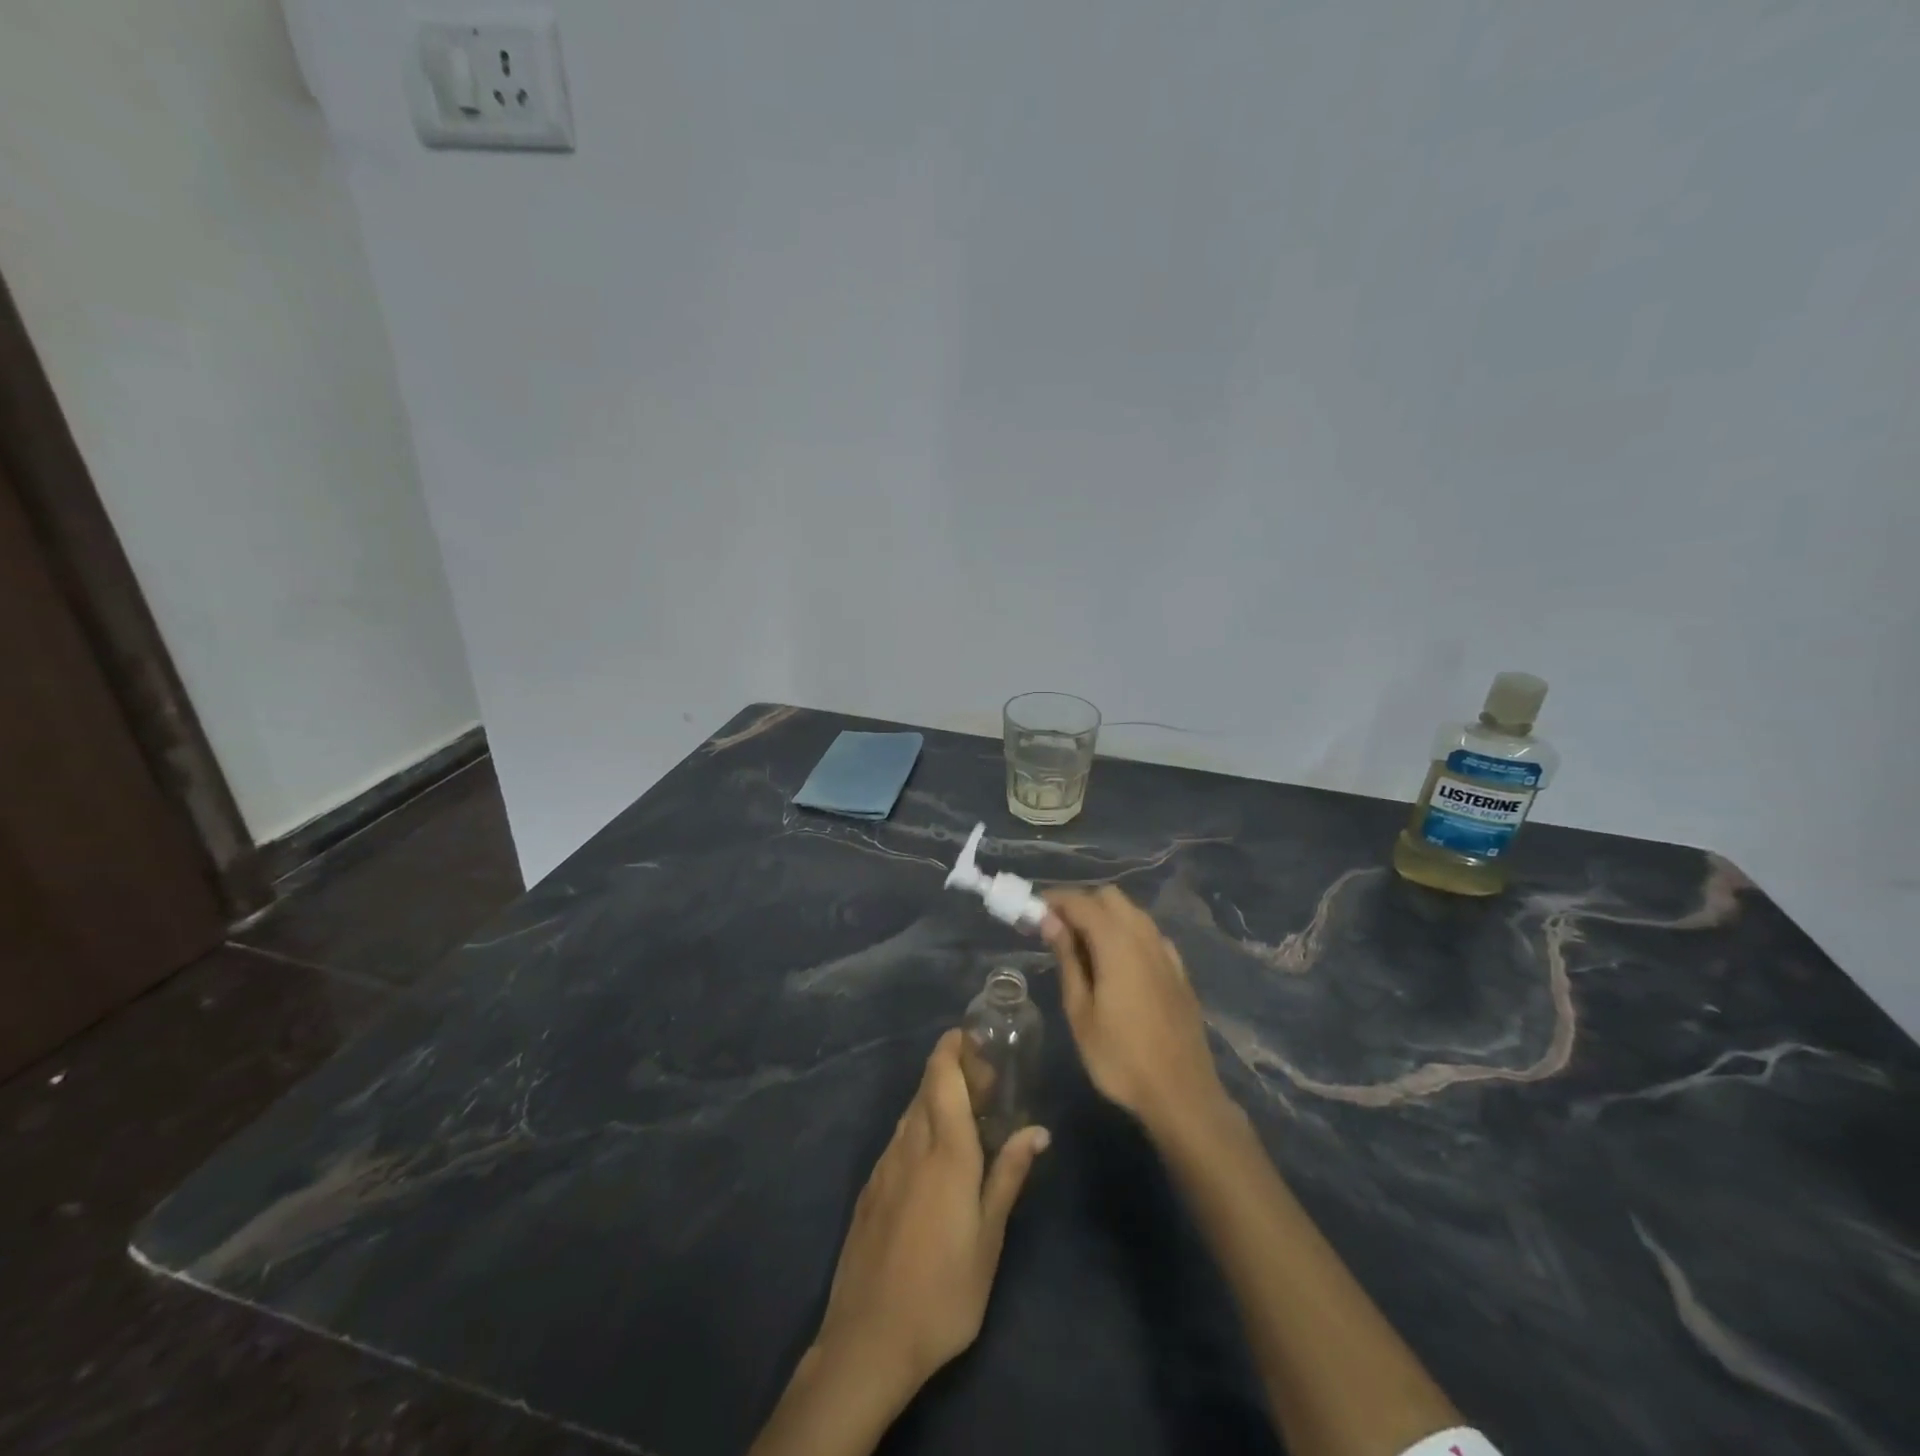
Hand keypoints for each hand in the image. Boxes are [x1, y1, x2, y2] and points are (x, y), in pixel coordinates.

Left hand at [813, 1029, 1049, 1396]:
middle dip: (951, 1069)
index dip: (953, 1047)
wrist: (867, 1341)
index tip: (974, 1036)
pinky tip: (933, 1154)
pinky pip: (898, 1139)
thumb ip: (1008, 1177)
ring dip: (935, 1097)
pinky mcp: (870, 1188)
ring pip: (911, 1111)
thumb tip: (1037, 1131)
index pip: (943, 1076)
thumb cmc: (943, 1293)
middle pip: (926, 1087)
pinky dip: (919, 1127)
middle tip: (985, 1077)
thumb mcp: (989, 1241)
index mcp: (946, 1152)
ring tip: (966, 1111)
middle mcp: (911, 1145)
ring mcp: (885, 1166)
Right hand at [1042, 886, 1229, 1141]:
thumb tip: (1050, 921)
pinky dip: (1127, 934)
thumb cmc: (1120, 1058)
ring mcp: (1166, 953)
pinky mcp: (1178, 971)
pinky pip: (1149, 935)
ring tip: (1081, 946)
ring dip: (1105, 917)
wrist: (1181, 1094)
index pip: (1081, 902)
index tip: (1033, 912)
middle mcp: (1145, 937)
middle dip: (1081, 904)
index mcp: (1117, 943)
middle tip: (1056, 930)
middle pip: (1110, 898)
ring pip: (1132, 913)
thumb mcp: (1081, 1012)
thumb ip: (1067, 960)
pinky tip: (1117, 963)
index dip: (1055, 900)